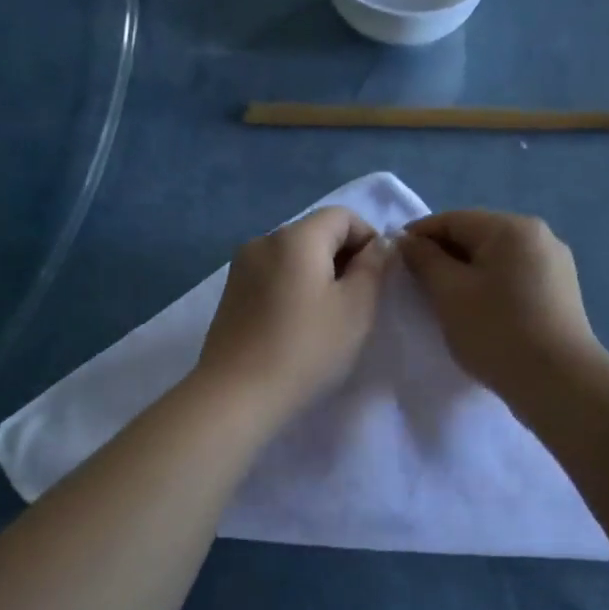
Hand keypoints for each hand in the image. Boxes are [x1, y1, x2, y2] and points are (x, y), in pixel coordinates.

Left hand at [196, 206, 387, 421]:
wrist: (237, 394)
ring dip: (318, 276)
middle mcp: (264, 241)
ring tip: (327, 319)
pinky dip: (293, 289)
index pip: (342, 215)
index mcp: (296, 237)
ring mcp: (241, 268)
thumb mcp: (356, 309)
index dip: (368, 239)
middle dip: (343, 258)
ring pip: (293, 257)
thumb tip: (377, 245)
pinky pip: (272, 277)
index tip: (378, 279)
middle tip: (357, 303)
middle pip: (315, 233)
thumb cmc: (306, 349)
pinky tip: (297, 326)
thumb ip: (373, 268)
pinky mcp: (230, 294)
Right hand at [398, 209, 601, 399]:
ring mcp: (555, 265)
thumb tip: (409, 241)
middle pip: (477, 236)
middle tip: (416, 284)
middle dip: (443, 255)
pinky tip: (479, 312)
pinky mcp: (561, 293)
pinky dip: (490, 287)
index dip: (418, 235)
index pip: (453, 219)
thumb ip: (425, 260)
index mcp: (511, 228)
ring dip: (466, 273)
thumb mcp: (449, 293)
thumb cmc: (496, 331)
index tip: (394, 259)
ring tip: (445, 301)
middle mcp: (539, 236)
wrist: (557, 381)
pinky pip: (514, 278)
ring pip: (496, 259)